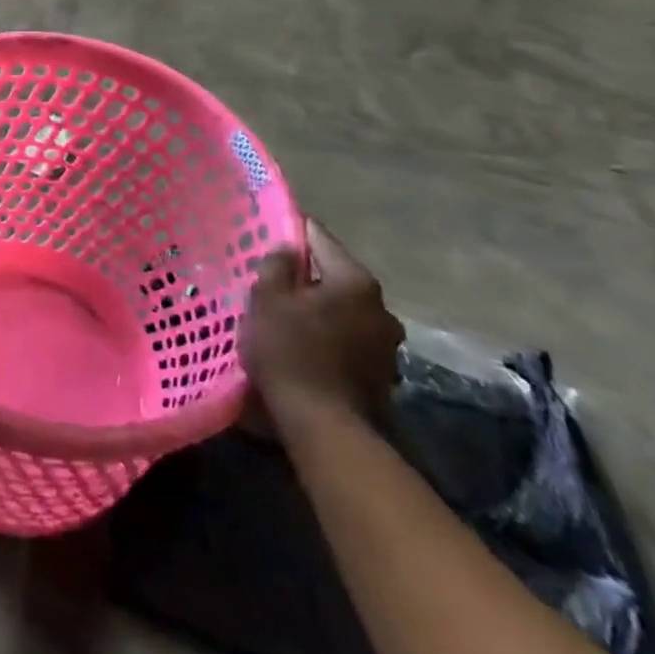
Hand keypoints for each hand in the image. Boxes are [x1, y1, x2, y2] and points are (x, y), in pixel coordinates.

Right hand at [241, 219, 404, 424]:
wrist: (321, 424)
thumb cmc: (289, 350)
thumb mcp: (267, 299)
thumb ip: (276, 265)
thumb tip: (287, 249)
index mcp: (355, 281)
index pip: (321, 238)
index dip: (295, 231)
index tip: (273, 229)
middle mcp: (382, 307)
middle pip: (336, 277)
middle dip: (309, 276)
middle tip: (277, 280)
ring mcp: (387, 343)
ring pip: (346, 310)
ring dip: (323, 309)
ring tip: (292, 316)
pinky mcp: (383, 373)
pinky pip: (351, 339)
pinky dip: (332, 336)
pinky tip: (309, 346)